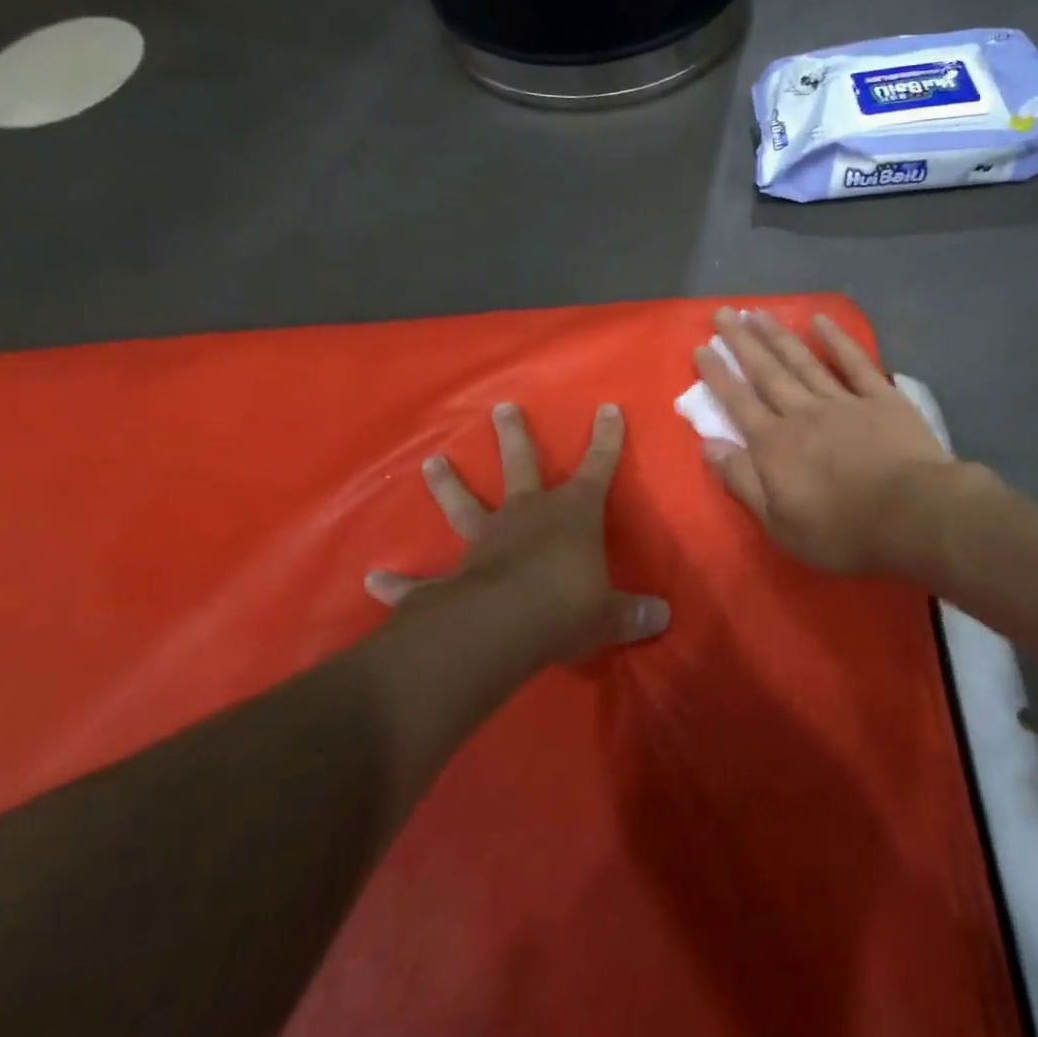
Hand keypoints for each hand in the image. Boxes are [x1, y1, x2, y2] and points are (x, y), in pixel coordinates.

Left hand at [365, 402, 669, 664]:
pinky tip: (374, 581)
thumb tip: (663, 618)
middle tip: (503, 408)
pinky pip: (421, 581)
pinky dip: (398, 583)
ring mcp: (484, 541)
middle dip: (515, 436)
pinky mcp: (451, 578)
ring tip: (432, 463)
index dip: (606, 439)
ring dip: (448, 485)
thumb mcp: (609, 614)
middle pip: (522, 465)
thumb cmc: (567, 607)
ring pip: (465, 505)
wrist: (503, 628)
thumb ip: (633, 615)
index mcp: (572, 514)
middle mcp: (526, 515)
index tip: (608, 408)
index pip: (598, 467)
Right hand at [695, 308, 957, 575]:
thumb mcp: (779, 523)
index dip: (718, 375)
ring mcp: (843, 401)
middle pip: (766, 373)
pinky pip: (855, 363)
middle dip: (742, 343)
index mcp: (775, 445)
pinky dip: (837, 340)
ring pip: (804, 362)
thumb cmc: (842, 530)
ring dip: (778, 336)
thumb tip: (708, 445)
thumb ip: (742, 481)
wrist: (913, 515)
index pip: (738, 403)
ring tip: (758, 312)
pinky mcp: (881, 398)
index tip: (701, 347)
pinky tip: (820, 320)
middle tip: (723, 313)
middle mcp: (802, 413)